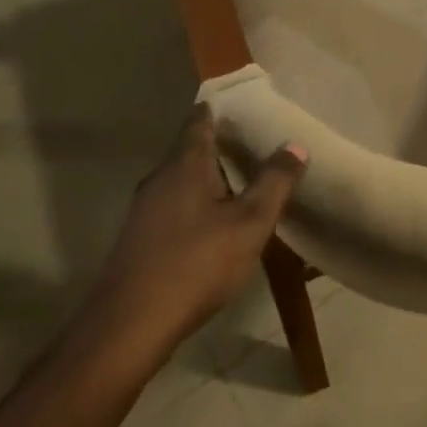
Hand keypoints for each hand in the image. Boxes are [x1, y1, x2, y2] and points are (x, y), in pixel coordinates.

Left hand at [89, 105, 305, 352]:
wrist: (131, 324)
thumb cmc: (196, 264)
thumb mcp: (249, 223)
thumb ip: (274, 183)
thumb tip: (295, 146)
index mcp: (185, 166)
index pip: (199, 122)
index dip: (217, 109)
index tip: (237, 102)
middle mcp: (159, 179)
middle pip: (188, 150)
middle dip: (216, 144)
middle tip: (249, 141)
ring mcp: (144, 210)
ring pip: (179, 180)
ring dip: (206, 176)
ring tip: (238, 180)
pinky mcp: (139, 238)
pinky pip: (172, 205)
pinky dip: (194, 202)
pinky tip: (211, 222)